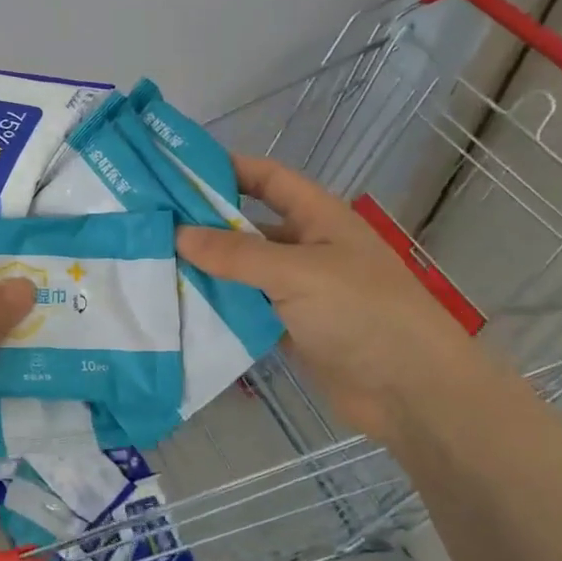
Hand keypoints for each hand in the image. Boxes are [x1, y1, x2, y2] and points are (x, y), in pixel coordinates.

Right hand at [176, 156, 489, 447]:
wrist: (411, 391)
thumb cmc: (362, 313)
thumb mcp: (298, 273)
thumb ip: (237, 254)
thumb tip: (178, 233)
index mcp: (318, 217)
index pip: (267, 178)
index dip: (226, 168)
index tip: (175, 170)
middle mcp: (307, 247)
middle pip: (249, 225)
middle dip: (205, 223)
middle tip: (151, 224)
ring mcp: (300, 290)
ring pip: (244, 271)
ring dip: (208, 269)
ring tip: (153, 265)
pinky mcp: (292, 328)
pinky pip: (248, 309)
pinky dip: (221, 308)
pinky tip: (181, 308)